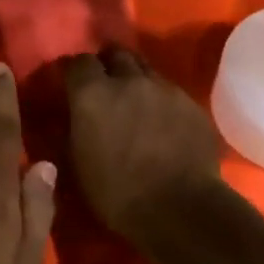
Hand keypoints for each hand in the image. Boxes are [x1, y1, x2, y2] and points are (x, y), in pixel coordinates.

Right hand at [63, 49, 221, 246]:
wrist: (181, 210)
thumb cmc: (117, 193)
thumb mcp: (77, 162)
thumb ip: (73, 127)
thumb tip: (72, 115)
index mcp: (92, 93)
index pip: (77, 62)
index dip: (73, 72)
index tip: (71, 86)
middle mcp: (128, 80)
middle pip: (116, 53)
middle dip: (108, 65)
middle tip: (105, 86)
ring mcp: (164, 89)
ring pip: (146, 70)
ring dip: (136, 80)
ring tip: (135, 102)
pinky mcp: (192, 104)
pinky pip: (170, 92)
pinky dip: (161, 100)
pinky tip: (162, 122)